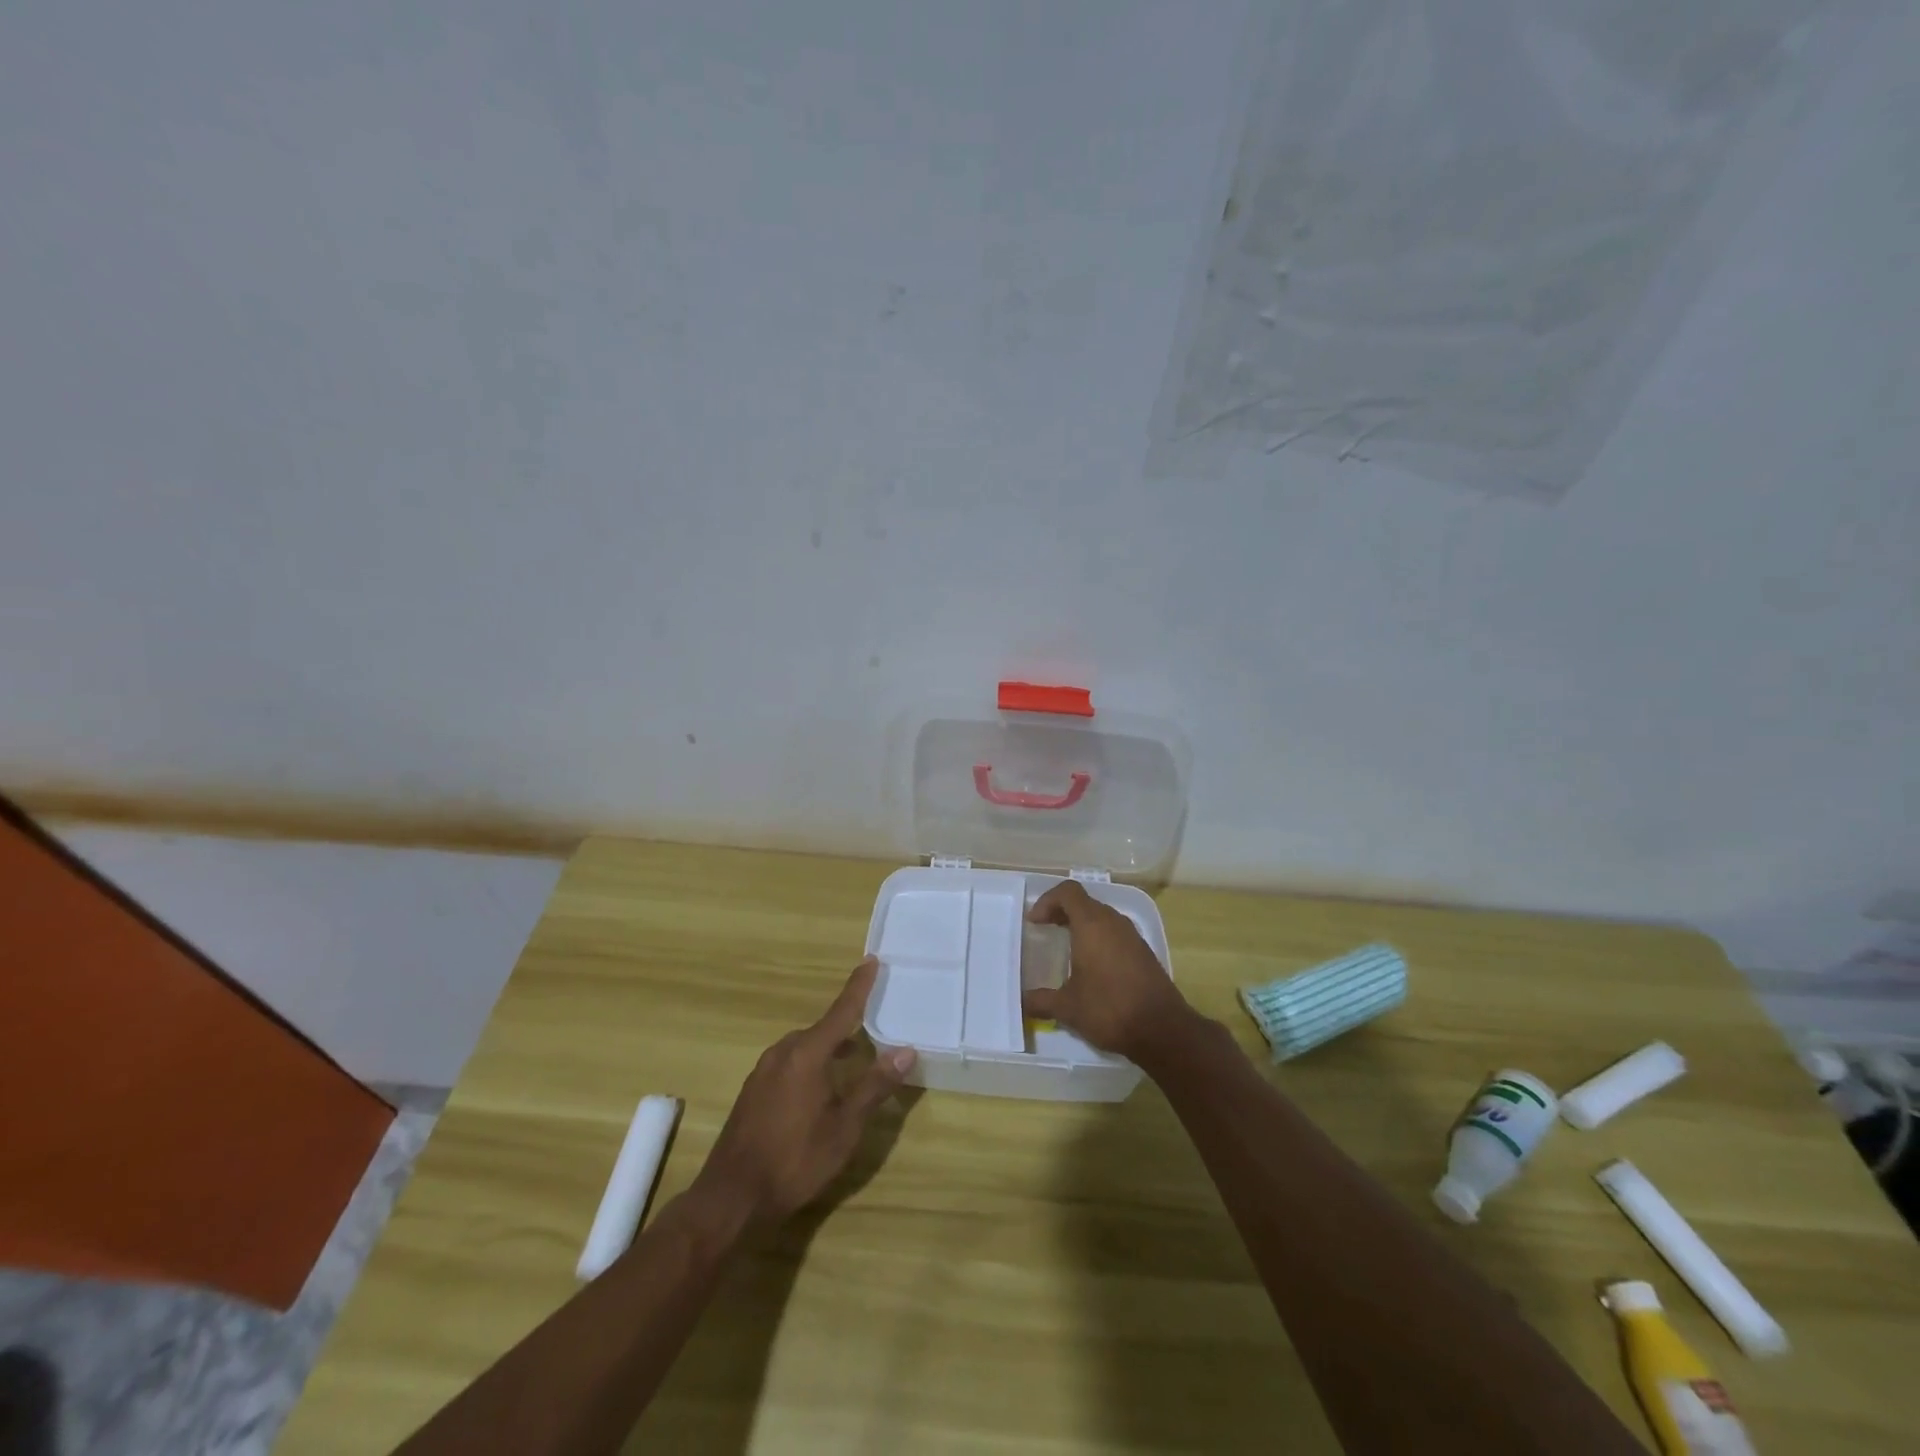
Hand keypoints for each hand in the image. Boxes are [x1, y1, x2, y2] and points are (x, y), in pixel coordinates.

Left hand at [691, 958, 915, 1227]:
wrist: (731, 1198)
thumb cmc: (795, 1160)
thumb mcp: (844, 1127)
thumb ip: (874, 1086)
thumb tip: (906, 1051)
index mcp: (807, 1054)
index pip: (841, 1011)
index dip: (859, 986)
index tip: (871, 960)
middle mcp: (783, 1052)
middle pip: (822, 1029)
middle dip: (847, 1026)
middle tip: (872, 1024)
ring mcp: (763, 1071)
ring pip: (804, 1047)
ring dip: (828, 1048)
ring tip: (851, 1059)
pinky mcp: (753, 1091)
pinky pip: (789, 1063)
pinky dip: (810, 1063)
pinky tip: (818, 1089)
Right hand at [1023, 880, 1193, 1061]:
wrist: (1163, 1030)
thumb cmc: (1109, 1009)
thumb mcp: (1067, 1008)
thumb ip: (1041, 1001)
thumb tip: (1022, 1002)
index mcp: (1092, 925)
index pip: (1068, 892)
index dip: (1047, 901)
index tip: (1035, 922)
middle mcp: (1113, 922)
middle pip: (1085, 902)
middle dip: (1062, 912)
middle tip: (1046, 930)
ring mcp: (1133, 936)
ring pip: (1102, 917)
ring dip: (1082, 925)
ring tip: (1066, 948)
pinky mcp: (1144, 952)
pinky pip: (1115, 933)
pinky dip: (1099, 939)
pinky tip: (1092, 966)